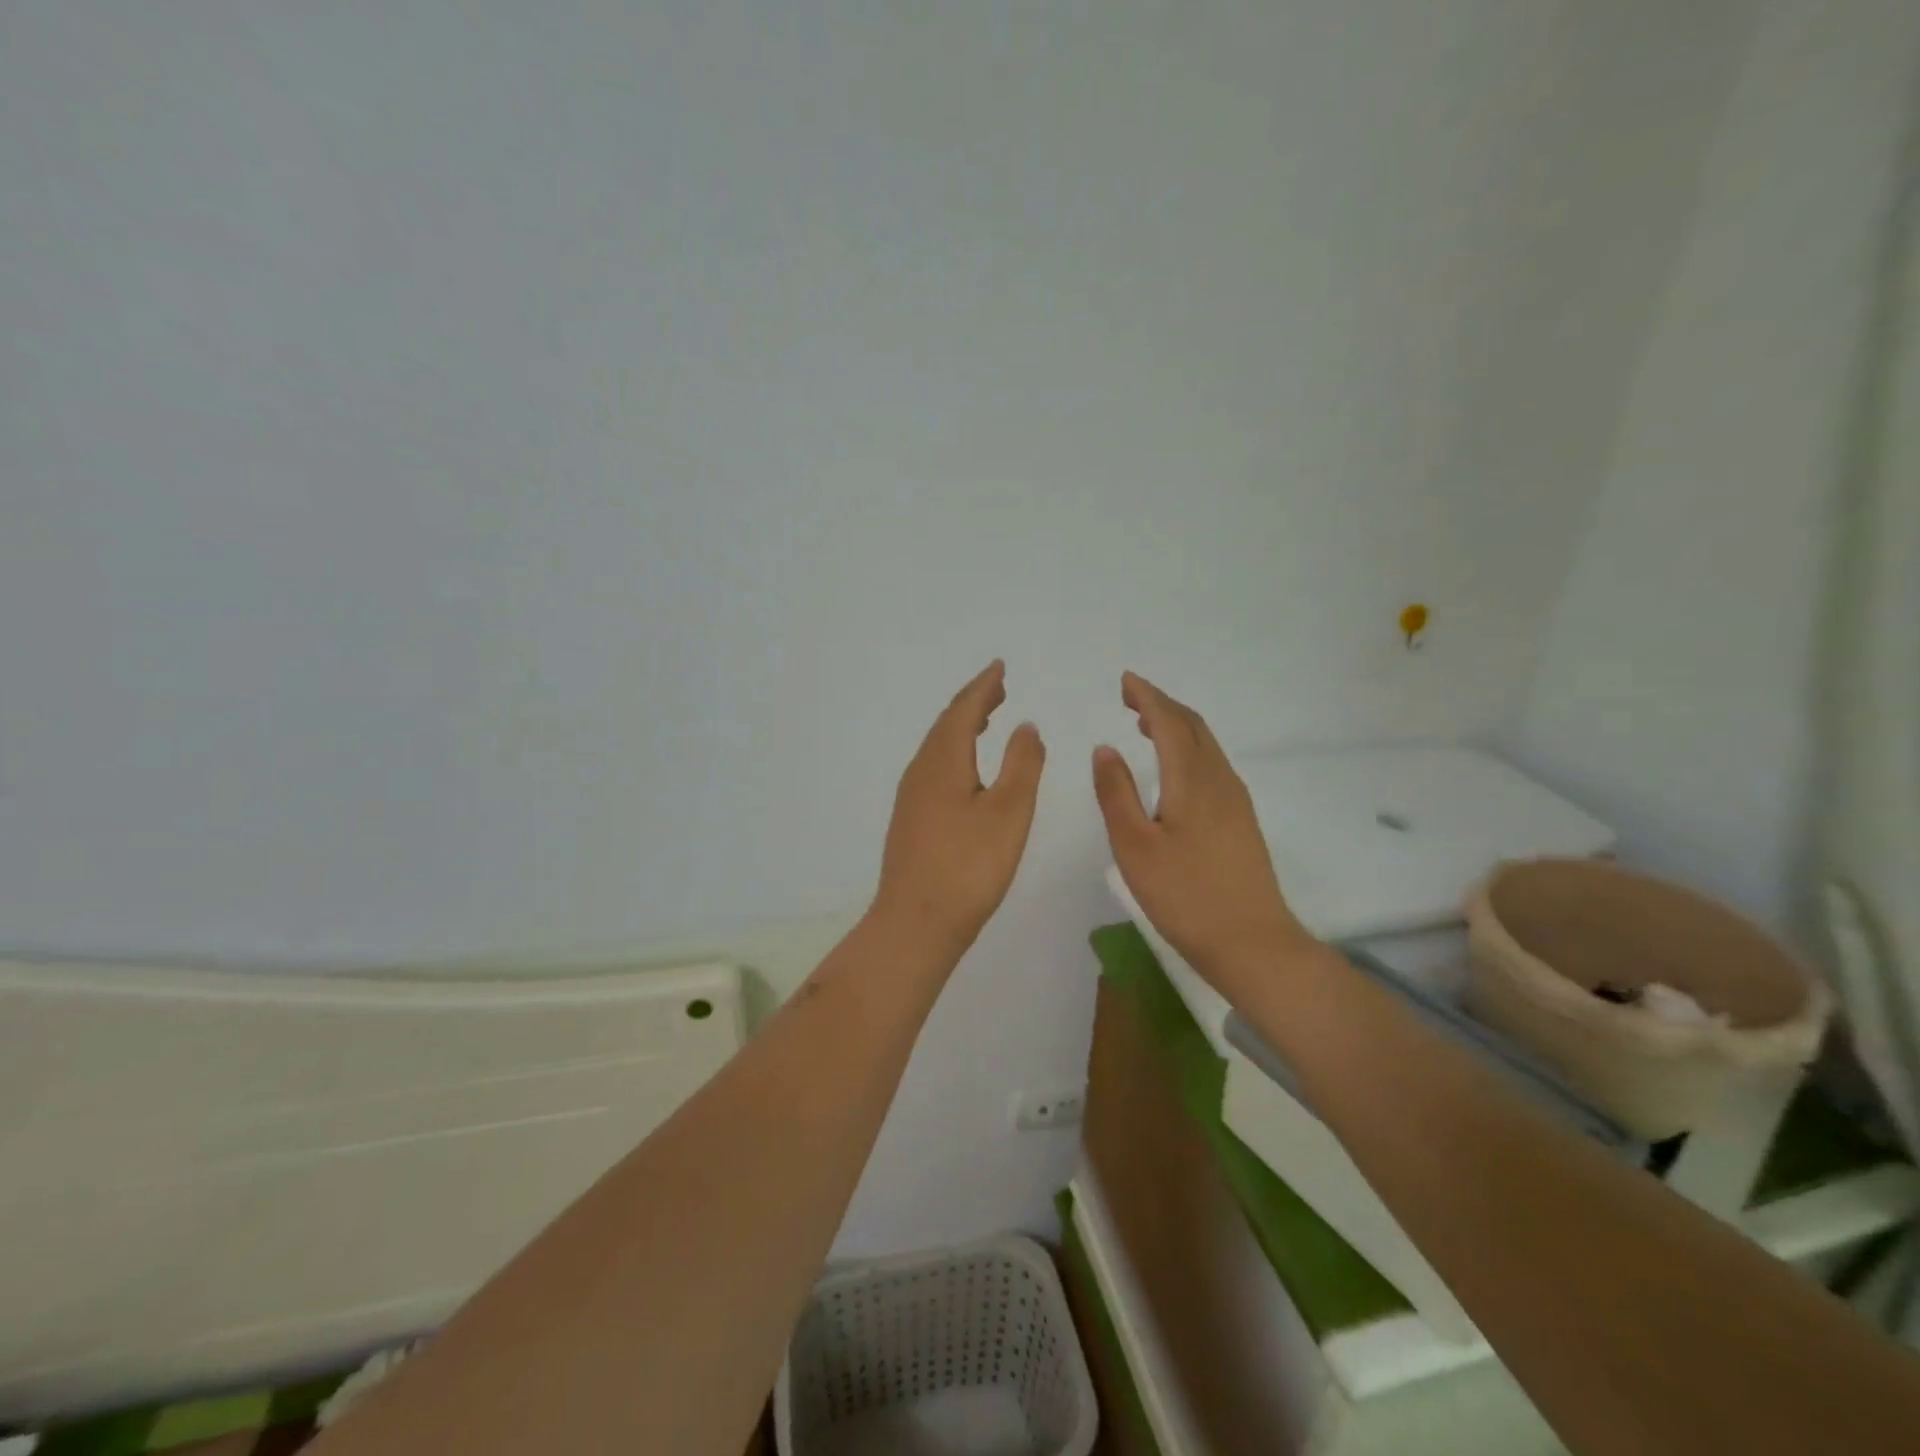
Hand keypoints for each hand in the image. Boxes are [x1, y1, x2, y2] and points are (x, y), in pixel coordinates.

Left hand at [874, 661, 1045, 956]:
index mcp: (943, 761)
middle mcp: (920, 771)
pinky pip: (933, 768)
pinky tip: (964, 770)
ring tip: (984, 719)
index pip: (963, 710)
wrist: (917, 922)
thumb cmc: (969, 866)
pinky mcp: (910, 820)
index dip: (983, 687)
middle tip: (997, 688)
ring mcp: (911, 797)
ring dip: (961, 727)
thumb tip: (1025, 726)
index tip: (999, 668)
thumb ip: (1021, 764)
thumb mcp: (1009, 812)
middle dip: (972, 703)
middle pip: (946, 725)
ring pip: (937, 748)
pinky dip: (953, 753)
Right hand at [1093, 672, 1313, 992]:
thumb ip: (1116, 793)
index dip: (1147, 696)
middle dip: (1162, 704)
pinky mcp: (1241, 820)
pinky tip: (1174, 768)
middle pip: (1193, 726)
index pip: (1169, 721)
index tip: (1125, 681)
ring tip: (1145, 723)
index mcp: (1192, 780)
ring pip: (1205, 745)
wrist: (1252, 943)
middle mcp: (1219, 780)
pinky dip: (1188, 748)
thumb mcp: (1135, 847)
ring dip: (1176, 725)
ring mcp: (1235, 800)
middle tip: (1130, 697)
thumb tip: (1105, 748)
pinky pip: (1212, 764)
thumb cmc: (1185, 896)